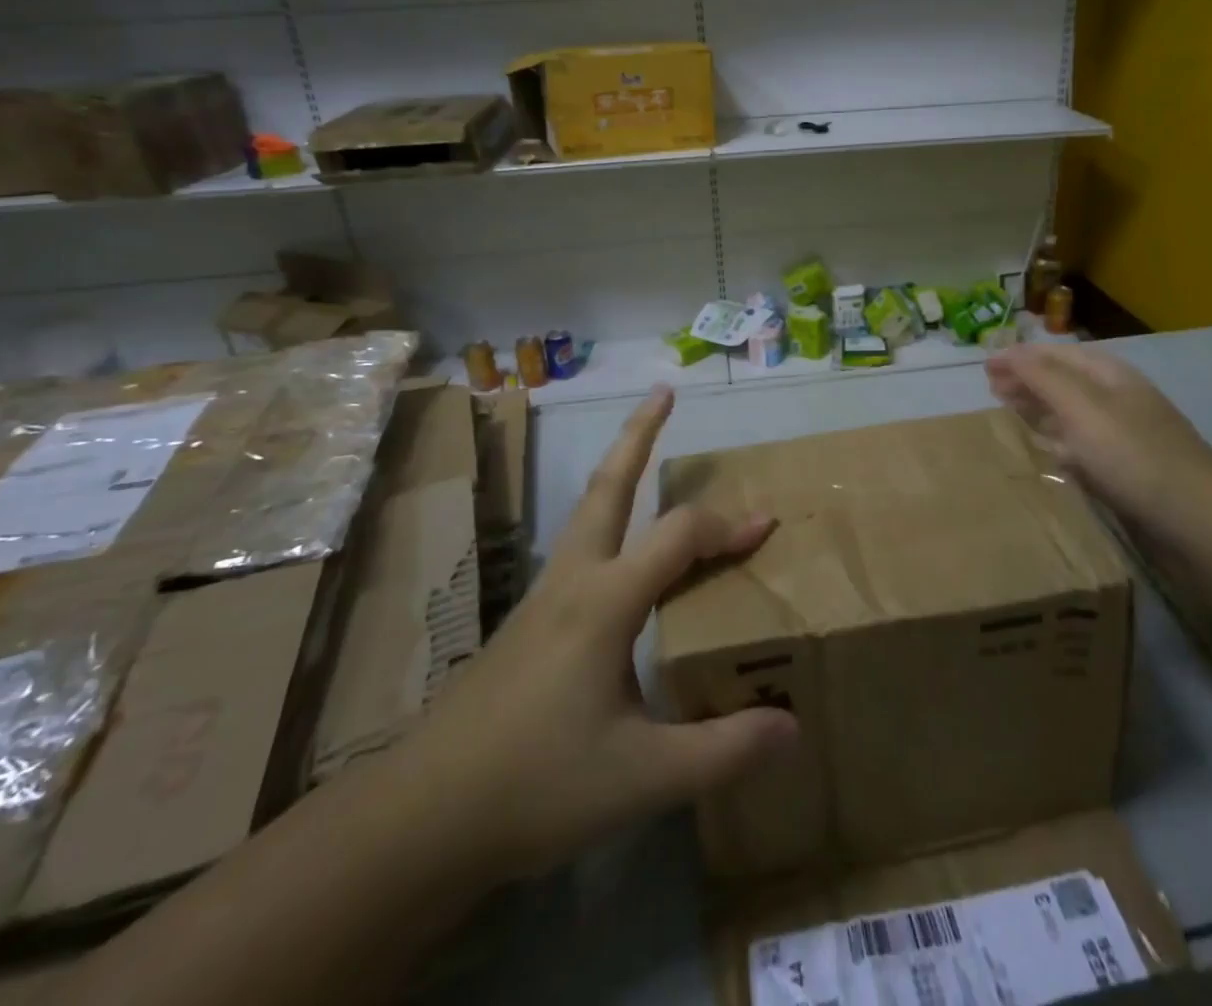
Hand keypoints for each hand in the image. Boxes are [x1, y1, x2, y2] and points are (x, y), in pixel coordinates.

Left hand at [394, 384, 797, 883]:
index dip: (728, 525)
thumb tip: (791, 727)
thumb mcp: (641, 777)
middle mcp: (573, 581)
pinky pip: (579, 549)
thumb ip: (722, 751)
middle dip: (638, 434)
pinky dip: (608, 523)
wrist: (420, 818)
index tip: (766, 525)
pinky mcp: (527, 622)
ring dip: (619, 473)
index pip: (679, 536)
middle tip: (662, 393)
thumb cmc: (534, 786)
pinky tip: (620, 560)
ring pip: (587, 512)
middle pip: (608, 485)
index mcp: (605, 601)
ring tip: (644, 455)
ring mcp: (543, 598)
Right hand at [985, 345, 1211, 527]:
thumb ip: (1042, 378)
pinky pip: (1080, 447)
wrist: (1197, 521)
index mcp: (1109, 375)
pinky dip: (1056, 442)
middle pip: (1063, 381)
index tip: (984, 365)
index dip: (1019, 356)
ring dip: (1038, 410)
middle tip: (991, 390)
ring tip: (1008, 414)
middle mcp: (1116, 399)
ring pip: (1070, 414)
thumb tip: (1008, 352)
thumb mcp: (1083, 407)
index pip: (1056, 354)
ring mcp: (1122, 436)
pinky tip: (1042, 452)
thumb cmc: (1133, 455)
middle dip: (1027, 381)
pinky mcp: (1123, 471)